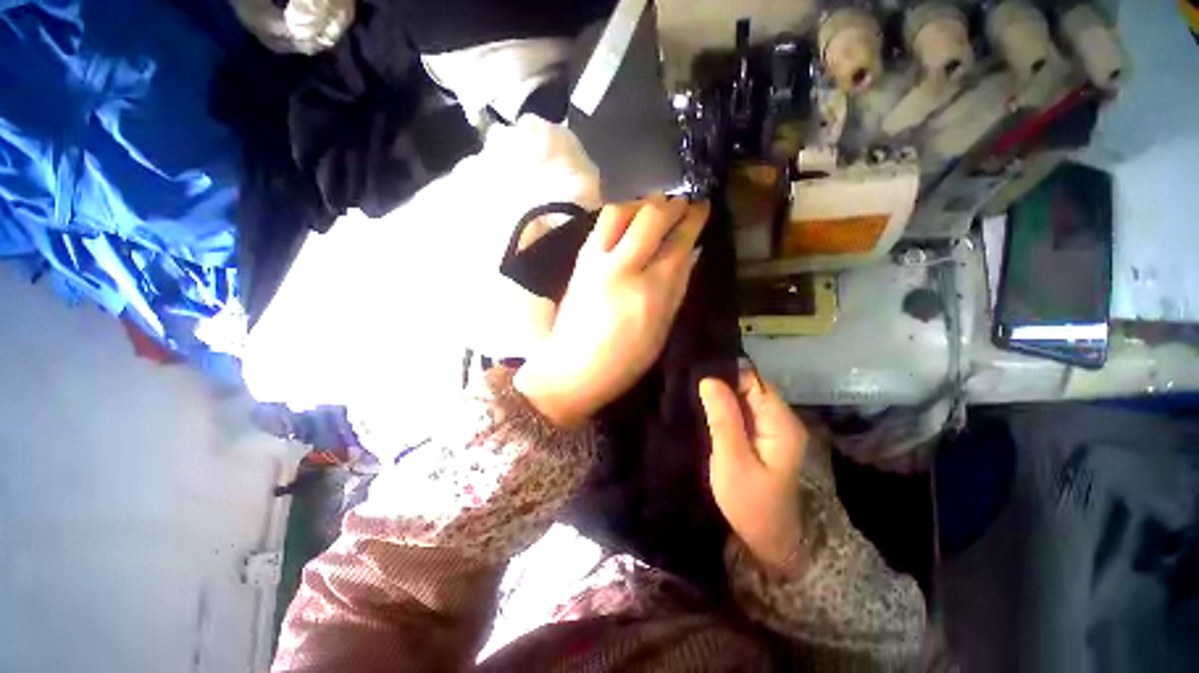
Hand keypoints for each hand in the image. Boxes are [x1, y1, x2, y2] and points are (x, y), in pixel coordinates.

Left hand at [515, 196, 709, 427]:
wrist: (571, 368)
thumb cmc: (624, 360)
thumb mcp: (661, 329)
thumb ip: (676, 287)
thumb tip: (688, 253)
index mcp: (650, 291)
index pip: (677, 242)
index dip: (693, 220)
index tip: (703, 206)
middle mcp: (622, 266)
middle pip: (650, 216)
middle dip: (671, 204)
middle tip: (683, 203)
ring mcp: (595, 261)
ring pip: (620, 211)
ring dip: (642, 203)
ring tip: (655, 209)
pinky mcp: (579, 261)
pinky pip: (602, 225)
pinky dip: (621, 215)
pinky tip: (629, 222)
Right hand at [700, 369, 809, 570]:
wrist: (768, 539)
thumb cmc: (750, 503)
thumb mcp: (732, 460)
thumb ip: (723, 418)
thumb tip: (709, 379)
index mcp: (781, 423)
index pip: (754, 380)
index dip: (726, 375)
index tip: (696, 376)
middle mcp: (781, 419)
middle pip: (750, 386)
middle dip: (722, 384)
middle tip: (690, 386)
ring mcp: (773, 427)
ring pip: (745, 397)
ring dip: (722, 396)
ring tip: (693, 394)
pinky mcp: (763, 435)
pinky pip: (743, 411)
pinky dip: (725, 408)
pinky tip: (705, 409)